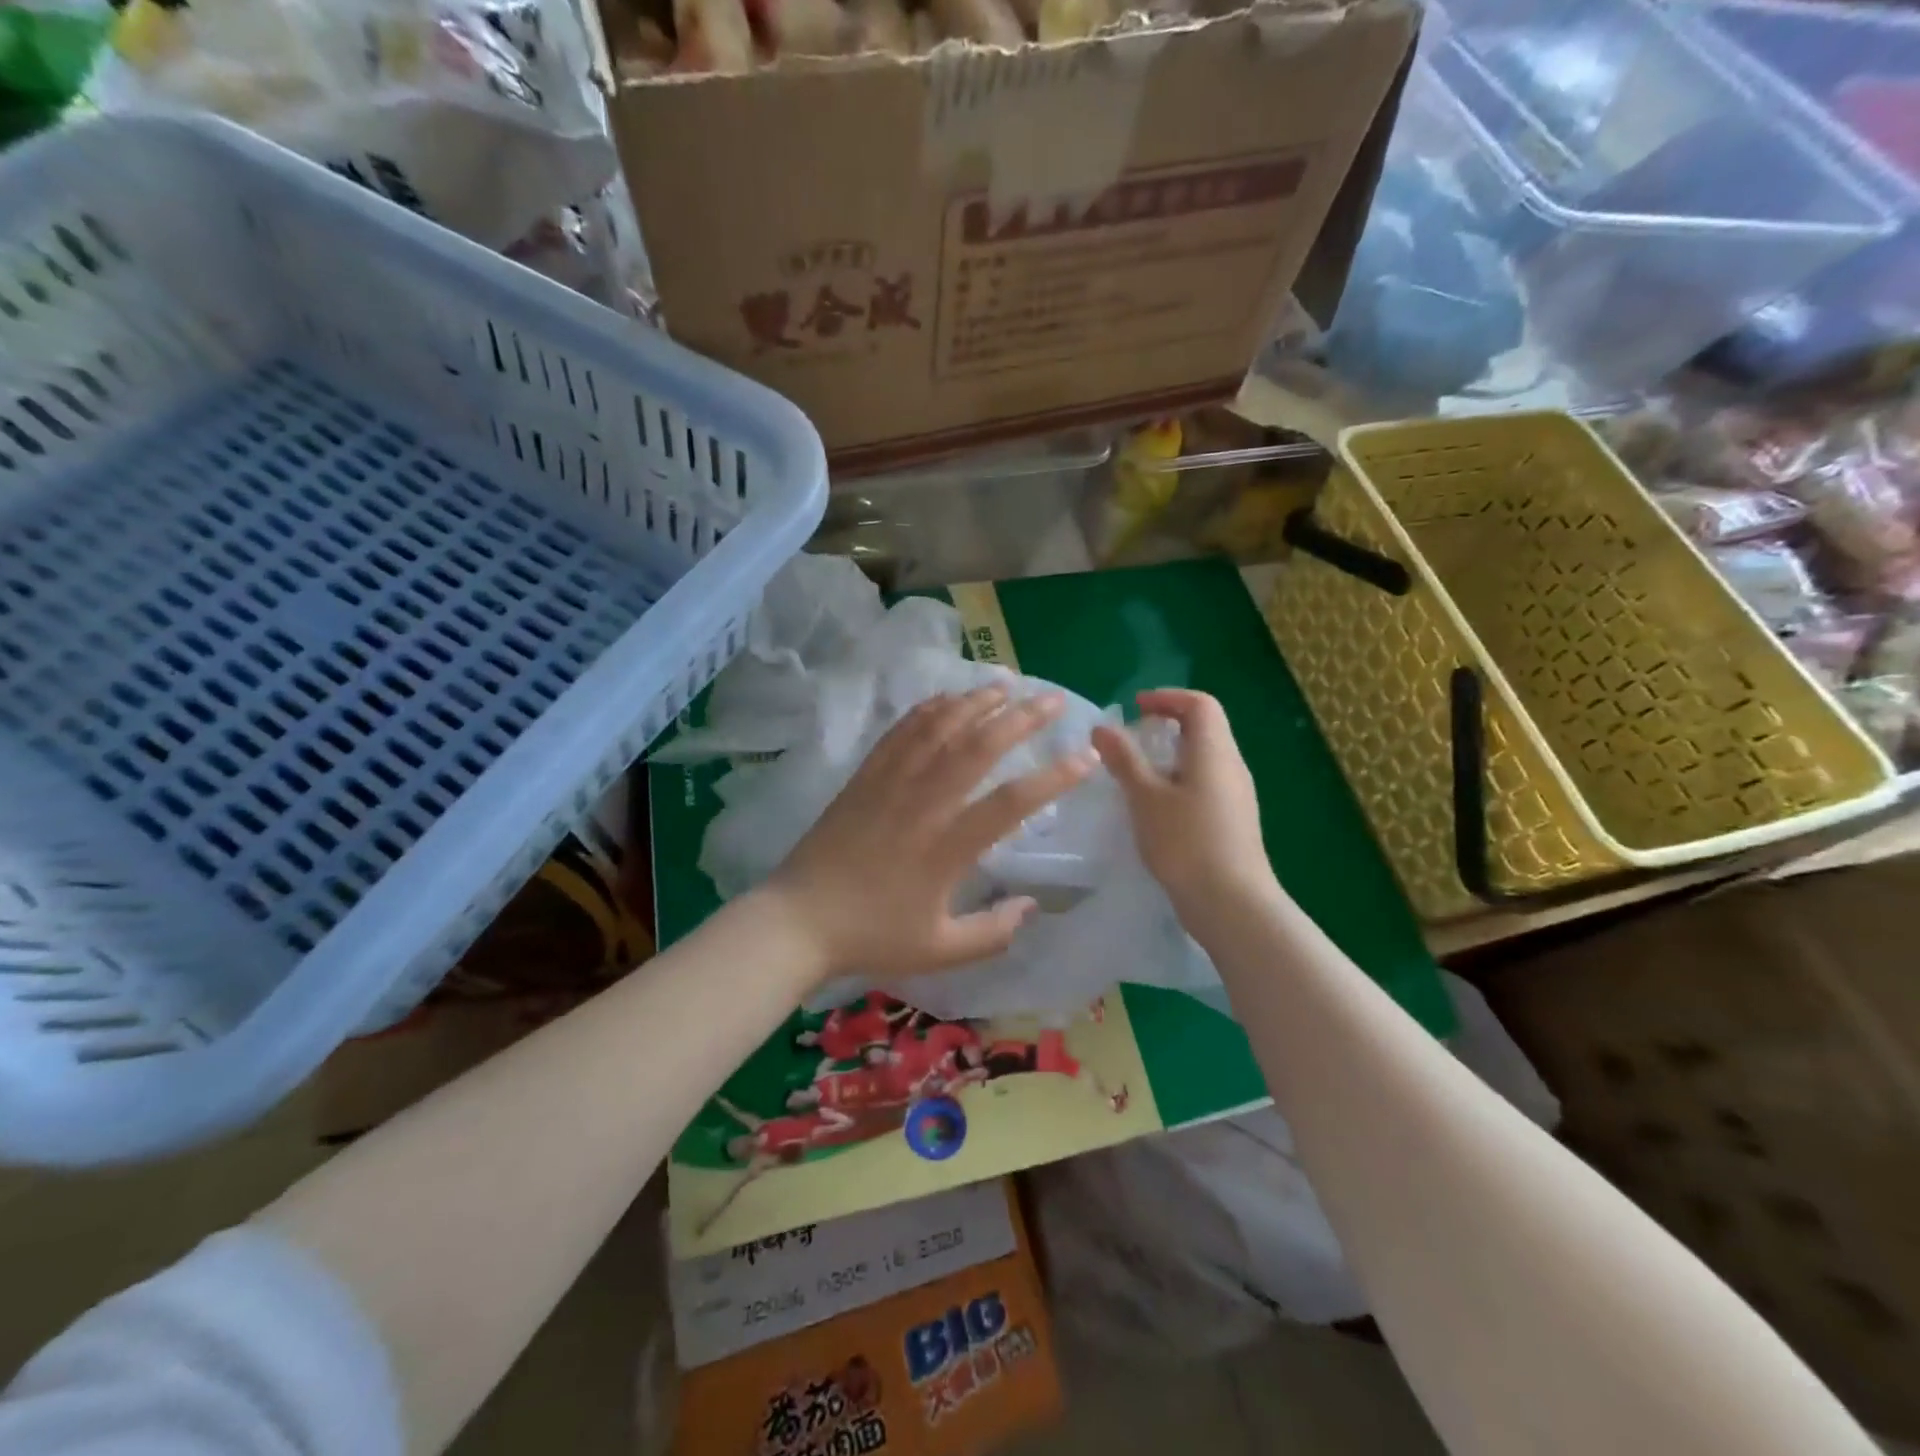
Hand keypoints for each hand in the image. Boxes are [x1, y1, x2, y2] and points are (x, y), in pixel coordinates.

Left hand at [760, 684, 1095, 984]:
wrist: (798, 920)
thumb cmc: (871, 936)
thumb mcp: (940, 950)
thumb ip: (993, 932)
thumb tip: (1032, 906)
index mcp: (946, 849)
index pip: (1010, 803)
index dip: (1054, 778)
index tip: (1086, 758)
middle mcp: (922, 804)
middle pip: (978, 748)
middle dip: (1021, 719)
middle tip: (1054, 700)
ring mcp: (890, 784)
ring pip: (939, 729)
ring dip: (976, 702)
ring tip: (1007, 684)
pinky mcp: (865, 777)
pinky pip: (901, 733)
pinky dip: (929, 709)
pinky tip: (948, 699)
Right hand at [1091, 689, 1278, 930]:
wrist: (1232, 904)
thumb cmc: (1186, 842)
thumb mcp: (1145, 797)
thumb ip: (1124, 759)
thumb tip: (1102, 727)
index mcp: (1214, 751)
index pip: (1200, 704)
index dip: (1167, 698)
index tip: (1135, 709)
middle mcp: (1231, 766)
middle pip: (1204, 728)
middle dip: (1167, 725)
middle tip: (1131, 740)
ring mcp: (1236, 795)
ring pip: (1204, 758)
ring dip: (1171, 755)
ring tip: (1137, 775)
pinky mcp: (1233, 821)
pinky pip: (1205, 784)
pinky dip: (1179, 781)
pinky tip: (1156, 809)